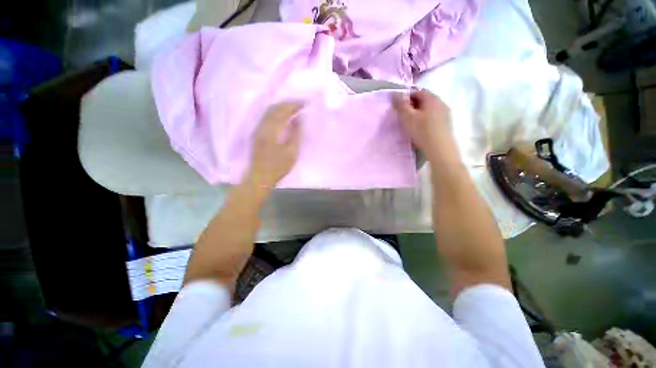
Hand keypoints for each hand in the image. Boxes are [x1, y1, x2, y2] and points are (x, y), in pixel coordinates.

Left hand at [247, 101, 302, 190]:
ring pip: (269, 111)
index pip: (283, 110)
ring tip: (293, 108)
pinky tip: (283, 116)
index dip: (294, 105)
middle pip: (275, 108)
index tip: (305, 103)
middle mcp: (263, 126)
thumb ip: (296, 133)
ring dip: (281, 107)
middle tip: (301, 103)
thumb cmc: (277, 168)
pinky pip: (266, 116)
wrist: (258, 178)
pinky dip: (276, 112)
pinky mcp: (256, 133)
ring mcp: (258, 129)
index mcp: (271, 130)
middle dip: (288, 103)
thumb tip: (299, 118)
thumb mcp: (292, 152)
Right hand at [392, 91, 452, 161]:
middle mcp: (441, 103)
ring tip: (413, 127)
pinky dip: (428, 122)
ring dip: (421, 115)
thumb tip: (395, 93)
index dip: (406, 99)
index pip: (416, 92)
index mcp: (432, 97)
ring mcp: (446, 114)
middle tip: (405, 118)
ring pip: (429, 111)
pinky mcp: (448, 125)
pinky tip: (423, 132)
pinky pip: (435, 119)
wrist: (442, 152)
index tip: (400, 110)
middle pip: (424, 101)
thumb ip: (400, 103)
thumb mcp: (407, 116)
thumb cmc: (423, 131)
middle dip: (413, 107)